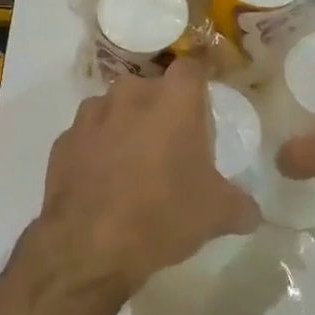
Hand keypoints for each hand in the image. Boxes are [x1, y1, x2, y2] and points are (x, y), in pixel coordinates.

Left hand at [25, 59, 261, 301]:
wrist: (89, 245)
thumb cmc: (163, 215)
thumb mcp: (217, 214)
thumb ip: (241, 205)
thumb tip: (251, 211)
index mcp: (174, 100)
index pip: (192, 68)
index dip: (200, 84)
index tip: (204, 106)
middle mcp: (130, 94)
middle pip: (152, 90)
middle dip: (162, 110)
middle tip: (172, 144)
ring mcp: (91, 115)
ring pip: (116, 109)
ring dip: (126, 127)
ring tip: (135, 164)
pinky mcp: (63, 140)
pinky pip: (89, 136)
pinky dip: (97, 150)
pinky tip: (104, 182)